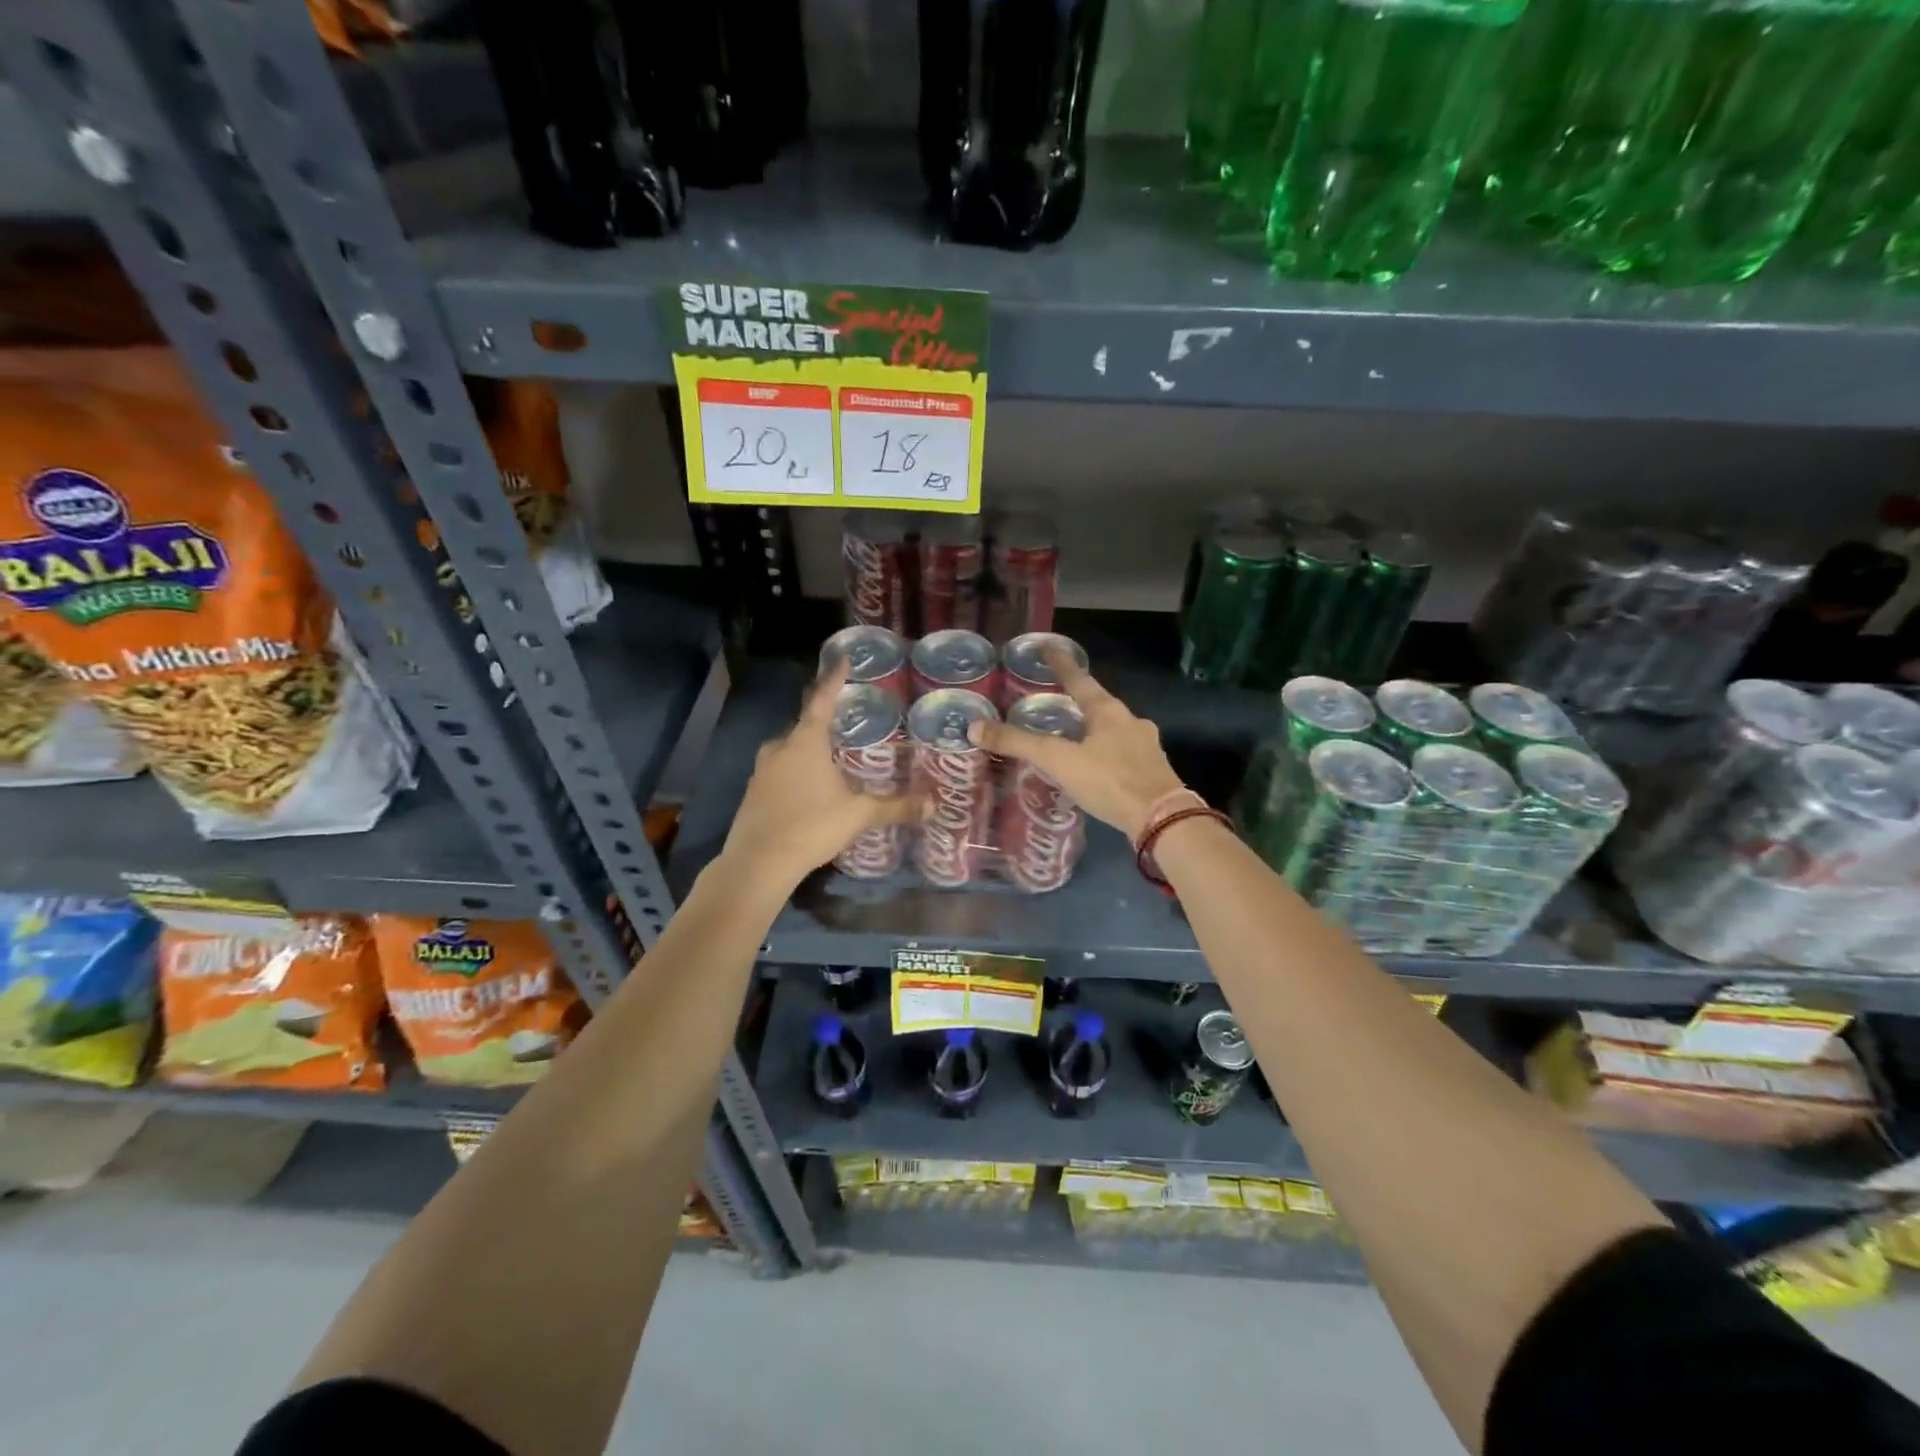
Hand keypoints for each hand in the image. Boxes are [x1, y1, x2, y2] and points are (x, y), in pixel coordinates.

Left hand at [720, 661, 919, 888]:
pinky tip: (810, 786)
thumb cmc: (811, 826)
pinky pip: (780, 769)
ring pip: (790, 748)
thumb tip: (933, 803)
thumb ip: (895, 806)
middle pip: (805, 724)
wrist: (758, 863)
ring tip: (832, 755)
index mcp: (806, 741)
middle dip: (824, 718)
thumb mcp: (859, 814)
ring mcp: (762, 769)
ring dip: (810, 747)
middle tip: (847, 717)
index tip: (842, 659)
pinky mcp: (754, 791)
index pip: (823, 699)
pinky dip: (797, 769)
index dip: (834, 678)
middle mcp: (780, 747)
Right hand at [973, 646, 1185, 841]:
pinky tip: (1097, 767)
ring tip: (1073, 737)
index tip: (1047, 646)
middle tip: (1056, 700)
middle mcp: (1130, 721)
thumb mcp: (1058, 761)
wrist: (1161, 819)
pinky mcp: (1153, 770)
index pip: (1078, 678)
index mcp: (1107, 711)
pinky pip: (1122, 753)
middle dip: (1078, 700)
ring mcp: (1145, 746)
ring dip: (1093, 729)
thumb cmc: (1109, 780)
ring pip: (1113, 729)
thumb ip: (1018, 744)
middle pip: (1099, 704)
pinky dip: (1105, 753)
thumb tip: (974, 728)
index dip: (1059, 663)